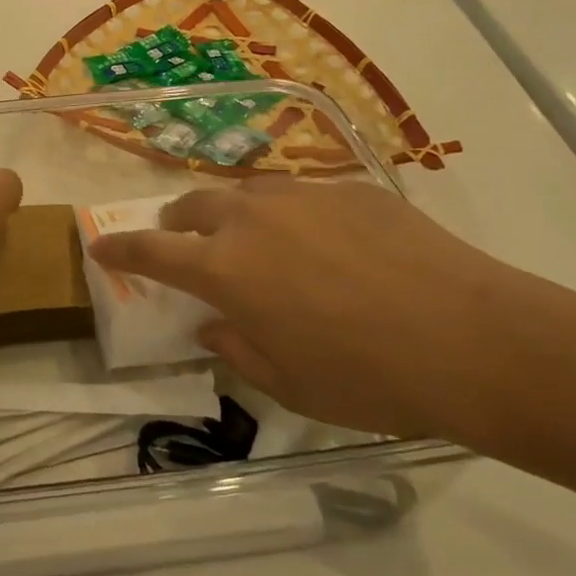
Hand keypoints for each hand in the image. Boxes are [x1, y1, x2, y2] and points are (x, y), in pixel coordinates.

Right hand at [89, 180, 525, 437]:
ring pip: (246, 193)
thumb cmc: (369, 377)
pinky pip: (302, 196)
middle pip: (193, 206)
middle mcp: (252, 219)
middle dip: (177, 223)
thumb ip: (237, 349)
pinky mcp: (351, 190)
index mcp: (225, 269)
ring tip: (252, 239)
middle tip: (183, 242)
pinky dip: (291, 216)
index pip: (151, 249)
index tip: (100, 244)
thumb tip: (214, 325)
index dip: (120, 247)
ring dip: (232, 214)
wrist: (476, 339)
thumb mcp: (289, 384)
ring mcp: (303, 197)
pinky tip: (326, 244)